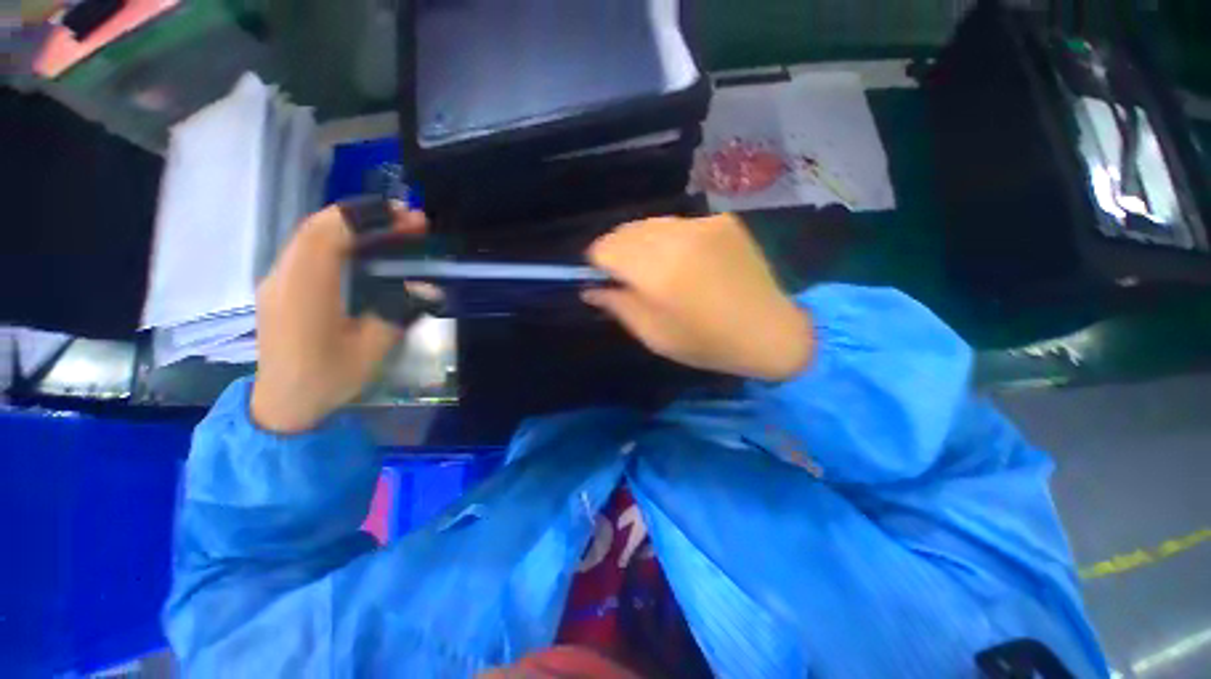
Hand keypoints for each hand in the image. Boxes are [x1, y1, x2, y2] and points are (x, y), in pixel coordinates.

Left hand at [251, 203, 426, 433]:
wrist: (283, 403)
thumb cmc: (327, 379)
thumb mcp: (372, 349)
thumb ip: (397, 312)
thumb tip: (427, 288)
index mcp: (304, 291)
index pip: (329, 234)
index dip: (368, 218)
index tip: (407, 217)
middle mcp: (284, 276)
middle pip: (319, 226)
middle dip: (366, 216)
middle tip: (409, 220)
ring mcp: (278, 279)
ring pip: (312, 234)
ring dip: (354, 225)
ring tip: (395, 229)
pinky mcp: (282, 286)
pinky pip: (309, 248)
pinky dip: (340, 238)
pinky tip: (366, 247)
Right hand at [584, 213, 813, 381]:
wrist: (770, 331)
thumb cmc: (707, 343)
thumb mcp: (654, 335)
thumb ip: (618, 306)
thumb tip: (591, 289)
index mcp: (657, 272)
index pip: (605, 248)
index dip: (597, 262)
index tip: (603, 278)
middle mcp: (677, 238)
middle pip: (625, 231)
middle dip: (618, 251)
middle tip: (628, 276)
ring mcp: (703, 224)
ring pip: (651, 224)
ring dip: (643, 243)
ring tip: (658, 269)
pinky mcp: (722, 221)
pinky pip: (679, 225)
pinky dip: (670, 240)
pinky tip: (687, 261)